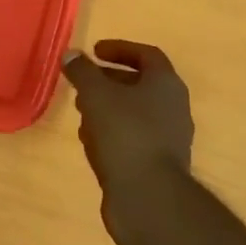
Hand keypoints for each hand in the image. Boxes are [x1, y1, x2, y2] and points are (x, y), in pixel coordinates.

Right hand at [60, 41, 195, 211]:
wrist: (148, 196)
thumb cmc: (125, 133)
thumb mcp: (96, 94)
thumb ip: (82, 71)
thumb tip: (71, 55)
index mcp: (166, 84)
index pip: (146, 55)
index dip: (119, 49)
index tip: (93, 52)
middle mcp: (173, 107)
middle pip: (139, 84)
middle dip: (108, 81)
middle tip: (82, 83)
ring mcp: (168, 138)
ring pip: (134, 113)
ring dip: (107, 108)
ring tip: (81, 112)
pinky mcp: (157, 164)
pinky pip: (133, 138)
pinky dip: (111, 133)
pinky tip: (91, 142)